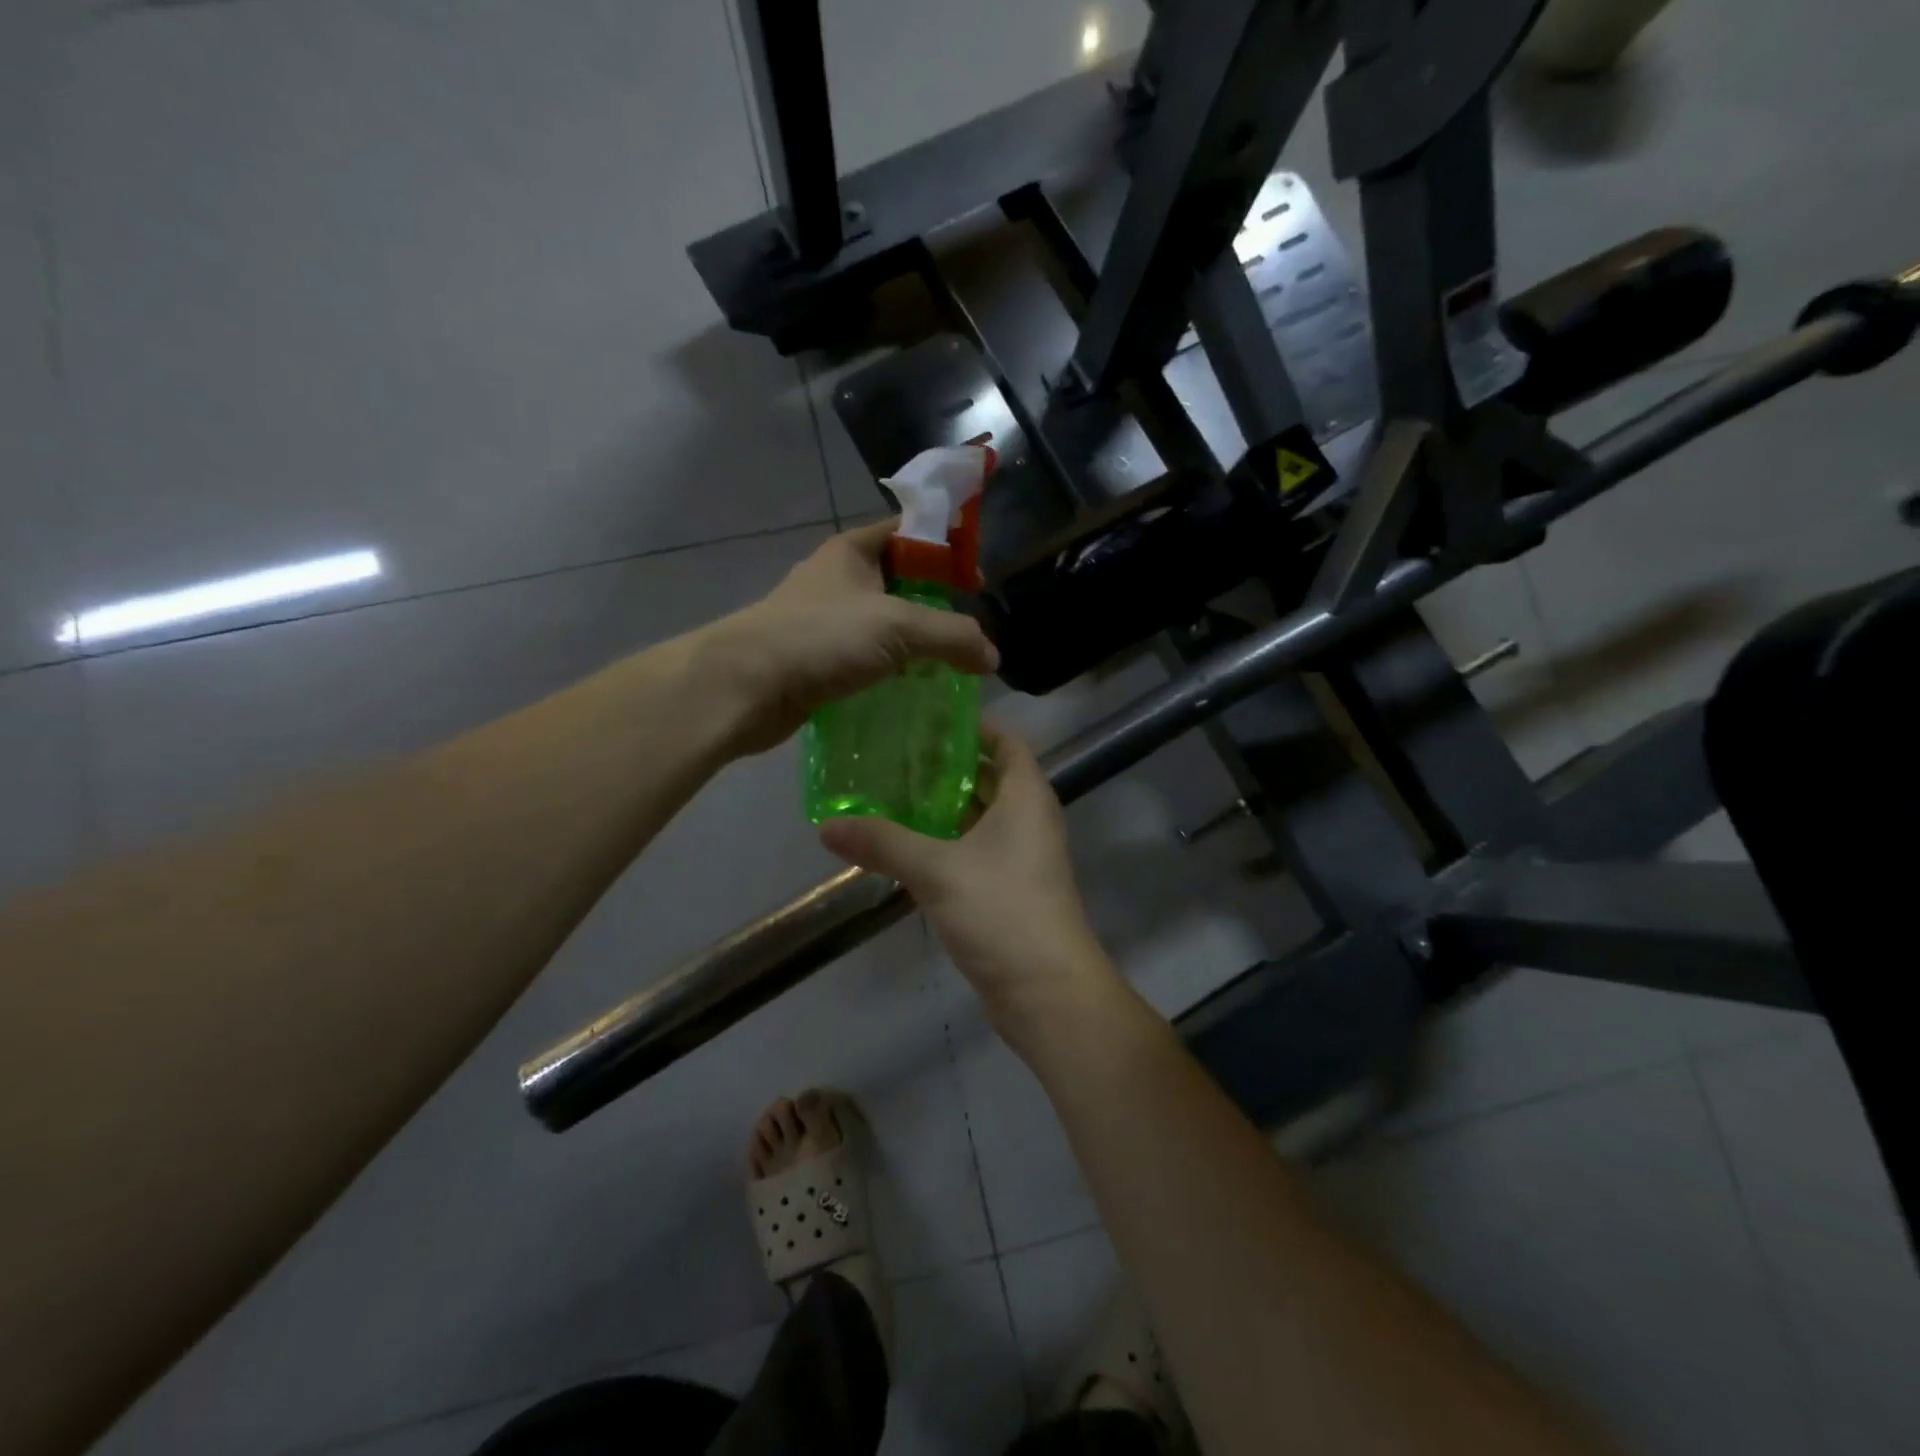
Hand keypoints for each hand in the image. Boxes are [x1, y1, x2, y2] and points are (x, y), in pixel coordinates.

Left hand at [704, 521, 998, 756]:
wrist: (744, 687)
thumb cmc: (819, 638)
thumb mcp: (897, 626)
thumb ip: (952, 636)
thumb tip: (991, 657)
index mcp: (854, 551)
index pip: (911, 531)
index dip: (948, 548)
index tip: (979, 581)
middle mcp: (840, 580)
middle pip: (902, 582)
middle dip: (938, 604)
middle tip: (971, 633)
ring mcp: (826, 622)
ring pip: (885, 625)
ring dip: (916, 644)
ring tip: (953, 666)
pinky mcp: (819, 661)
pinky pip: (868, 659)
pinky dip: (893, 671)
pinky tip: (916, 691)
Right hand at [817, 721, 1123, 1046]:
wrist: (1046, 992)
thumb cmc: (1002, 911)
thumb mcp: (937, 870)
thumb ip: (883, 843)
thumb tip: (827, 826)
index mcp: (1026, 797)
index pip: (1007, 741)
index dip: (974, 725)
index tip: (928, 716)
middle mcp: (1029, 819)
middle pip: (990, 777)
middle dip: (947, 766)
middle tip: (895, 755)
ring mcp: (1022, 857)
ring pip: (980, 817)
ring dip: (943, 807)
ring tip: (890, 794)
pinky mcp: (1010, 890)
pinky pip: (976, 851)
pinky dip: (947, 842)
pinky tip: (906, 846)